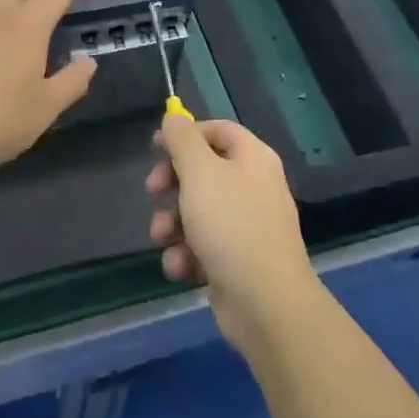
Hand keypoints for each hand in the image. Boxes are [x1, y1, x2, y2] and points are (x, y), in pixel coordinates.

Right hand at [147, 116, 317, 350]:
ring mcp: (248, 225)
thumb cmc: (231, 225)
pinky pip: (204, 245)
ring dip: (172, 223)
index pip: (217, 130)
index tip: (155, 146)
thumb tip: (174, 115)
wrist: (266, 303)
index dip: (185, 134)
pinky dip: (187, 253)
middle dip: (172, 183)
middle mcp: (253, 186)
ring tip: (162, 237)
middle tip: (152, 190)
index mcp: (253, 158)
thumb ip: (183, 140)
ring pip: (198, 211)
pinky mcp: (238, 260)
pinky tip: (180, 267)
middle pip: (204, 170)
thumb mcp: (200, 172)